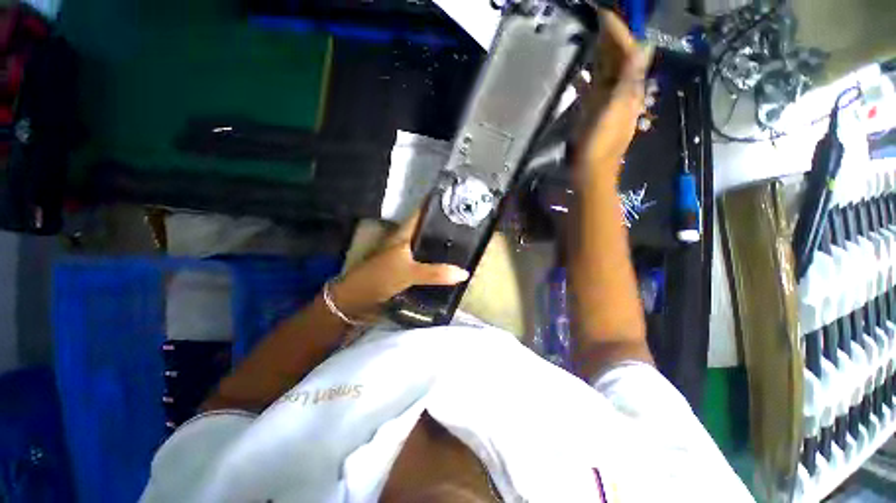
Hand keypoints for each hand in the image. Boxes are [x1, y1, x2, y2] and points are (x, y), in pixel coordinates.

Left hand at [331, 213, 469, 320]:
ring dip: (443, 248)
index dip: (437, 205)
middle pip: (428, 230)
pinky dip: (437, 264)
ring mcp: (406, 256)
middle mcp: (406, 241)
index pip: (422, 213)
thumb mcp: (408, 273)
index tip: (458, 202)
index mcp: (404, 233)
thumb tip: (464, 273)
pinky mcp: (407, 270)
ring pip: (428, 248)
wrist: (357, 299)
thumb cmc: (380, 278)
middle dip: (446, 229)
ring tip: (466, 246)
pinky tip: (450, 267)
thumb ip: (435, 273)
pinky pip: (426, 263)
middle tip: (470, 228)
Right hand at [575, 10, 652, 178]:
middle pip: (618, 62)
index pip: (629, 54)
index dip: (619, 34)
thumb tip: (643, 46)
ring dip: (599, 58)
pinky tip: (579, 76)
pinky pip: (593, 93)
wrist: (591, 172)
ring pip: (605, 75)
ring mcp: (607, 105)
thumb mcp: (616, 111)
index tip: (605, 16)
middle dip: (610, 41)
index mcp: (629, 90)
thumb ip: (629, 79)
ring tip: (588, 41)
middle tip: (596, 22)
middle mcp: (621, 94)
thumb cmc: (601, 144)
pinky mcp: (594, 116)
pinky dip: (588, 82)